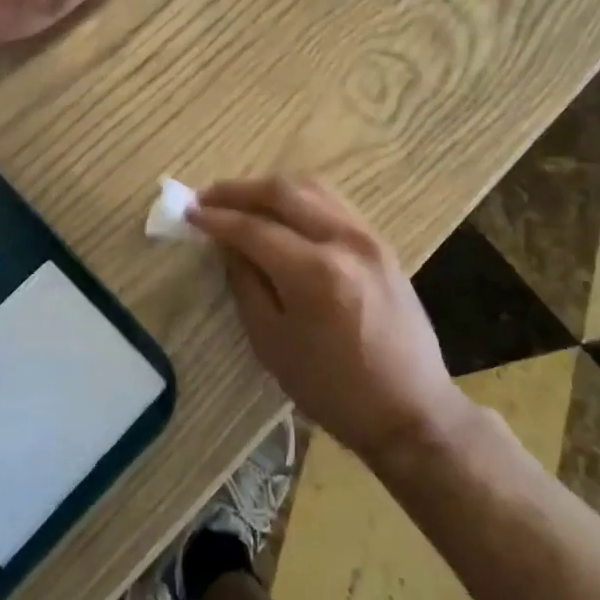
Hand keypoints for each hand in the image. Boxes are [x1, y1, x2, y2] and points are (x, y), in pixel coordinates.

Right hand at [189, 177, 465, 467]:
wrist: (411, 410)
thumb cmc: (333, 391)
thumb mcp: (273, 345)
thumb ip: (246, 285)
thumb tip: (227, 244)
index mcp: (315, 273)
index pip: (253, 229)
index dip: (217, 218)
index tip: (188, 213)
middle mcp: (344, 240)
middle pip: (283, 193)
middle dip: (239, 191)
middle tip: (207, 198)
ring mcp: (368, 236)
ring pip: (311, 188)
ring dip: (270, 189)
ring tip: (239, 200)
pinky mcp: (381, 242)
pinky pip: (333, 203)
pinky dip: (300, 198)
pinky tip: (281, 211)